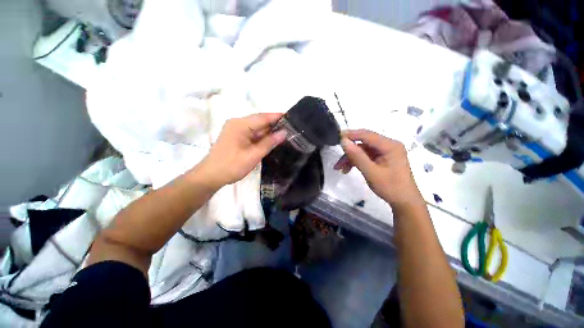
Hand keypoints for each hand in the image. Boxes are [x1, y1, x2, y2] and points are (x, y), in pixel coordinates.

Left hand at [197, 113, 286, 188]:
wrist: (210, 176)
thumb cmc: (232, 166)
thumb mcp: (253, 155)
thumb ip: (269, 143)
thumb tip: (284, 133)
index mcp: (240, 125)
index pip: (263, 117)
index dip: (277, 116)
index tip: (291, 117)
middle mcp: (237, 123)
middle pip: (259, 121)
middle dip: (274, 124)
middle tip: (290, 128)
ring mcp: (235, 129)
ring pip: (256, 127)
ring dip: (268, 131)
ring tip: (284, 134)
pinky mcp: (235, 136)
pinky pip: (252, 133)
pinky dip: (261, 136)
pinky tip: (271, 140)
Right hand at [334, 129, 423, 208]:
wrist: (404, 202)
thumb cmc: (390, 187)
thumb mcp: (371, 172)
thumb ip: (357, 156)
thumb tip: (343, 141)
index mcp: (390, 145)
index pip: (367, 135)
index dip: (350, 134)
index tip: (336, 137)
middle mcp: (388, 145)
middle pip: (363, 142)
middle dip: (349, 150)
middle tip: (336, 157)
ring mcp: (385, 152)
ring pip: (362, 150)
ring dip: (350, 157)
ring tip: (339, 168)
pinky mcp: (382, 158)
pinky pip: (366, 156)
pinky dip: (356, 161)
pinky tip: (347, 169)